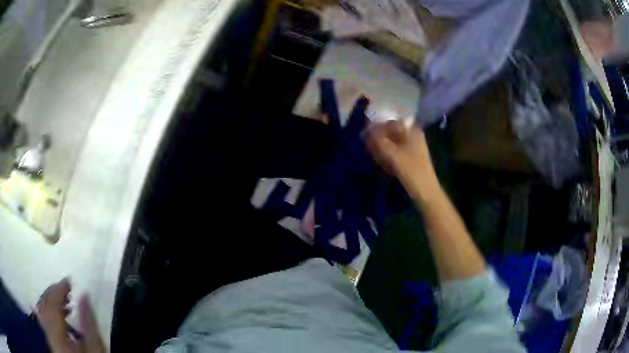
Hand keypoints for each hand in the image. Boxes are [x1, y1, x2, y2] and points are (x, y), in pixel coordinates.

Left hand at [35, 279, 104, 352]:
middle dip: (53, 293)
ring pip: (42, 311)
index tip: (69, 281)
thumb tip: (84, 296)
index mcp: (56, 336)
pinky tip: (58, 312)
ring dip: (51, 301)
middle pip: (44, 306)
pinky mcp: (50, 338)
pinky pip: (43, 318)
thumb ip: (88, 324)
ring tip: (64, 299)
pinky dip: (48, 310)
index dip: (59, 290)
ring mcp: (48, 336)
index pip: (52, 306)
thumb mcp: (94, 348)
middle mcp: (48, 333)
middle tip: (66, 287)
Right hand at [366, 120, 438, 200]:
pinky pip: (395, 152)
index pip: (390, 123)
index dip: (377, 127)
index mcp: (412, 131)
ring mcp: (412, 148)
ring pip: (392, 143)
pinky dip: (387, 156)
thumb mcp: (393, 155)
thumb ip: (379, 141)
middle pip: (391, 133)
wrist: (426, 193)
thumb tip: (367, 131)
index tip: (365, 135)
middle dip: (379, 139)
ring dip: (382, 148)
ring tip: (374, 157)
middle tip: (368, 147)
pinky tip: (382, 164)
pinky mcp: (410, 159)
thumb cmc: (412, 171)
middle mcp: (413, 136)